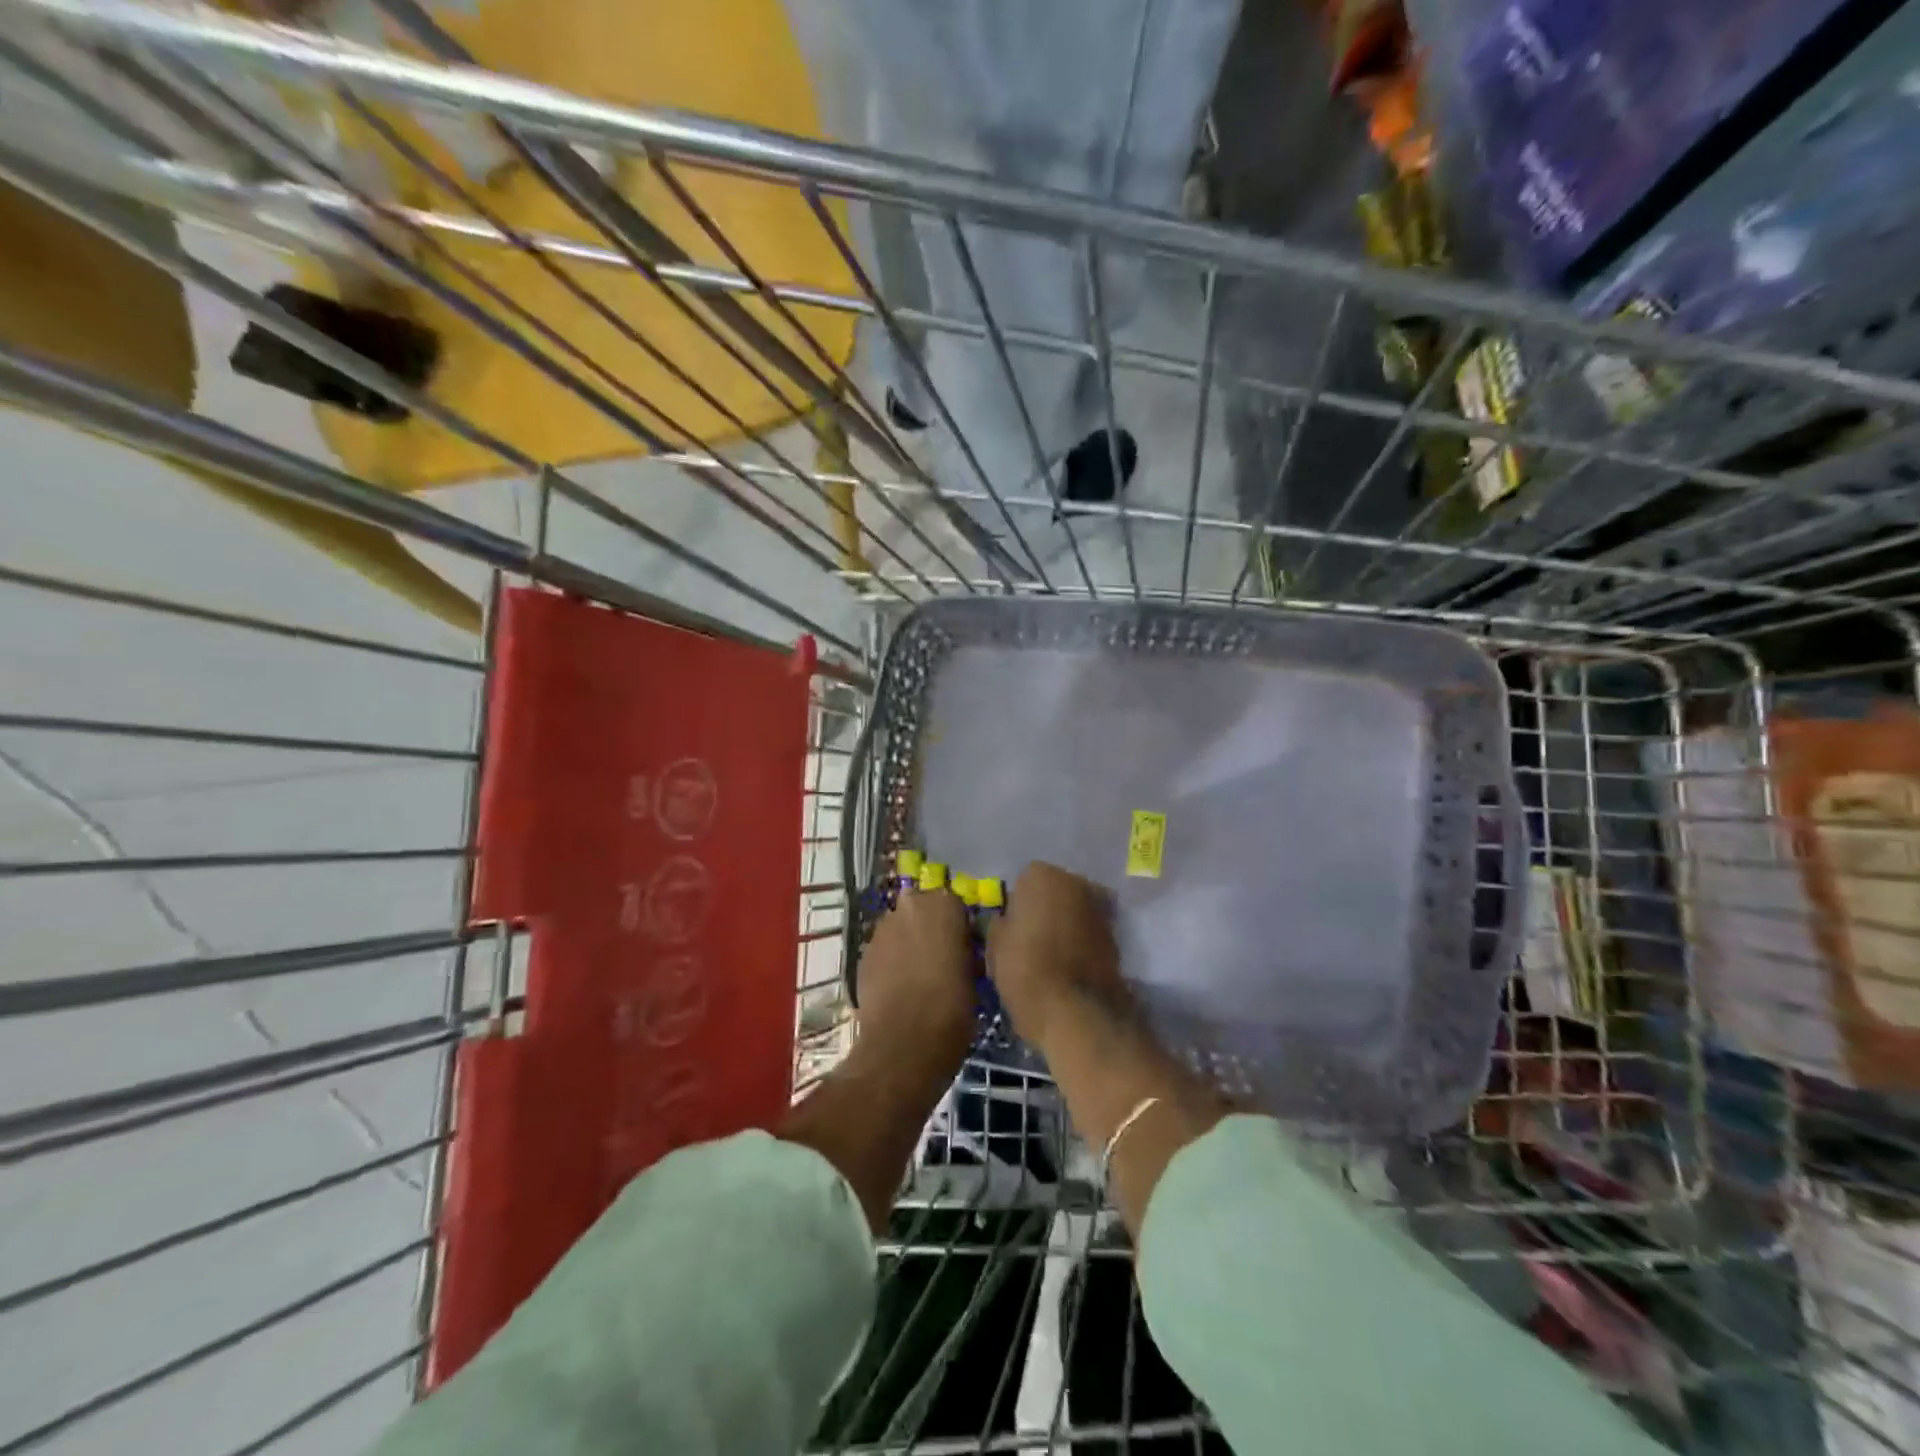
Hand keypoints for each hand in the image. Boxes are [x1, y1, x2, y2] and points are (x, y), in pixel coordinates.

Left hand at [854, 887, 974, 1086]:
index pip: (956, 904)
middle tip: (942, 959)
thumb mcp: (975, 975)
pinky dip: (892, 960)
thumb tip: (961, 949)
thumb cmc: (952, 1008)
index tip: (965, 948)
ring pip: (901, 928)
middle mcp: (909, 906)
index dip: (960, 927)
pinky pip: (884, 949)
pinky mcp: (863, 953)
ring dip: (909, 942)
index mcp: (943, 905)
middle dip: (930, 928)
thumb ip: (964, 949)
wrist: (903, 1045)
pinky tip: (900, 986)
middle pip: (923, 910)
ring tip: (919, 975)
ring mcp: (881, 929)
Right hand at [986, 862, 1126, 1047]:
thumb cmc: (1026, 971)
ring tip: (1049, 957)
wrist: (1078, 1013)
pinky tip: (1067, 967)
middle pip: (1054, 892)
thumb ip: (1000, 924)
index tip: (1011, 929)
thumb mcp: (995, 947)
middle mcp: (1076, 882)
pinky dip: (1081, 943)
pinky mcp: (1116, 938)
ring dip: (1065, 925)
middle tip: (1029, 940)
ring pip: (1074, 911)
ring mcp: (1100, 909)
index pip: (1024, 881)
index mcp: (1042, 876)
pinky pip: (1089, 933)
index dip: (1017, 906)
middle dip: (1045, 910)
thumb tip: (1007, 920)